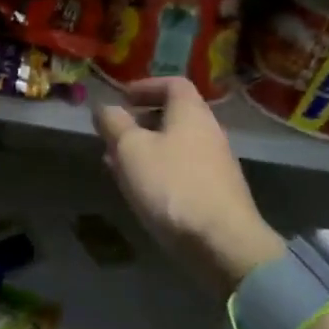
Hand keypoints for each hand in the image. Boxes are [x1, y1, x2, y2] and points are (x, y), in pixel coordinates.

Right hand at [93, 77, 284, 293]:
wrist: (224, 244)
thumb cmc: (172, 185)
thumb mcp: (131, 149)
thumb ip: (114, 123)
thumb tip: (104, 107)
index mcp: (191, 112)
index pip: (173, 84)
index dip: (146, 86)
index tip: (123, 98)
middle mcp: (209, 132)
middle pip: (175, 116)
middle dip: (141, 122)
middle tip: (115, 134)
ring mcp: (217, 165)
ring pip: (176, 146)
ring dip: (147, 150)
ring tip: (118, 165)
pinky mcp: (218, 194)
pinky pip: (183, 171)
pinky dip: (160, 172)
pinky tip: (142, 192)